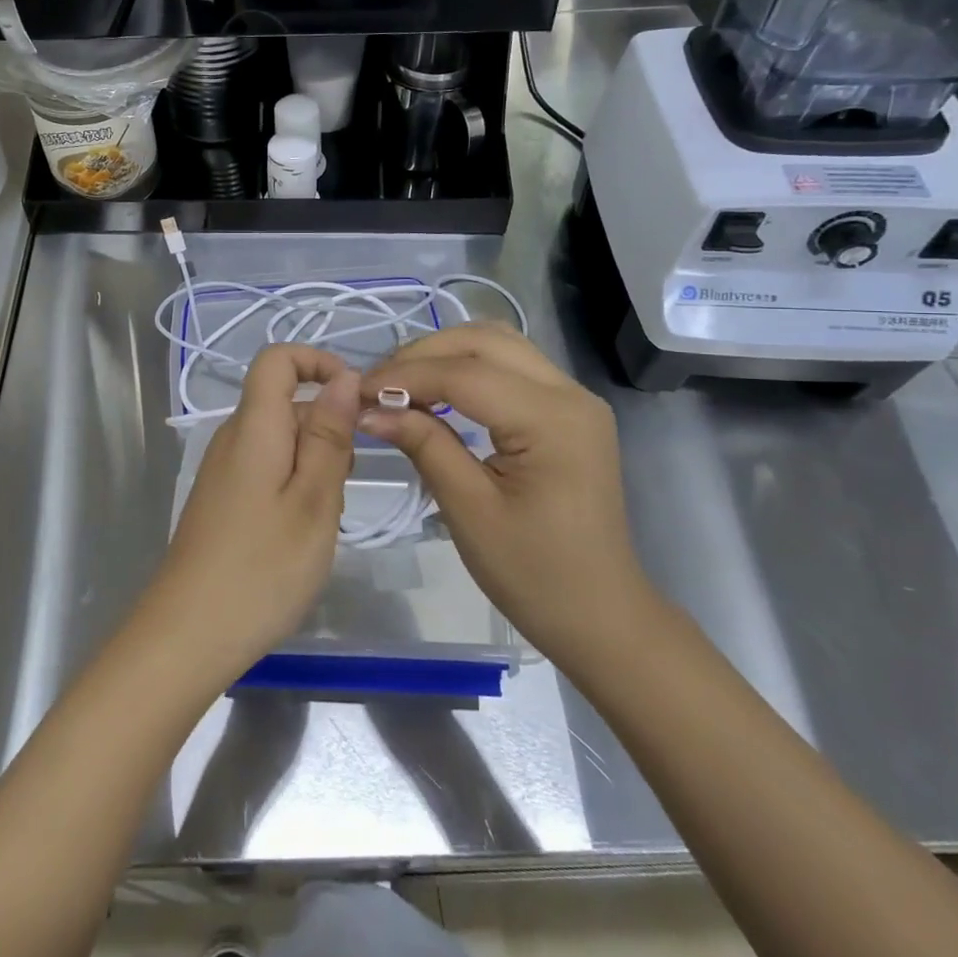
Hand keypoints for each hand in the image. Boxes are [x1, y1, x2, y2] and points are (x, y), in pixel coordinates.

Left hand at [139, 345, 358, 685]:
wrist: (188, 635)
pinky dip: (294, 485)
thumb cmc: (262, 568)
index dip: (318, 362)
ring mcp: (223, 470)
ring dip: (314, 463)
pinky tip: (300, 533)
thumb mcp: (314, 501)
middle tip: (342, 487)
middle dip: (327, 428)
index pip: (277, 359)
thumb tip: (344, 378)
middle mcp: (233, 437)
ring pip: (281, 440)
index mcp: (254, 426)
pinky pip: (267, 469)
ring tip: (323, 518)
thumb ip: (330, 435)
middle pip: (284, 402)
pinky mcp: (222, 499)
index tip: (355, 401)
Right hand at [360, 324, 651, 676]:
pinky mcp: (568, 410)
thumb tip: (369, 409)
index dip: (405, 377)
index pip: (465, 375)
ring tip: (401, 384)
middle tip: (377, 385)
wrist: (601, 615)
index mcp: (551, 420)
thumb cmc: (534, 574)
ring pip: (499, 344)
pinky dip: (469, 367)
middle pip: (484, 341)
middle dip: (424, 354)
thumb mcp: (469, 510)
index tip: (357, 393)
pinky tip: (438, 392)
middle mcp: (570, 393)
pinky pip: (512, 366)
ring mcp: (574, 398)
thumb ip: (424, 445)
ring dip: (446, 354)